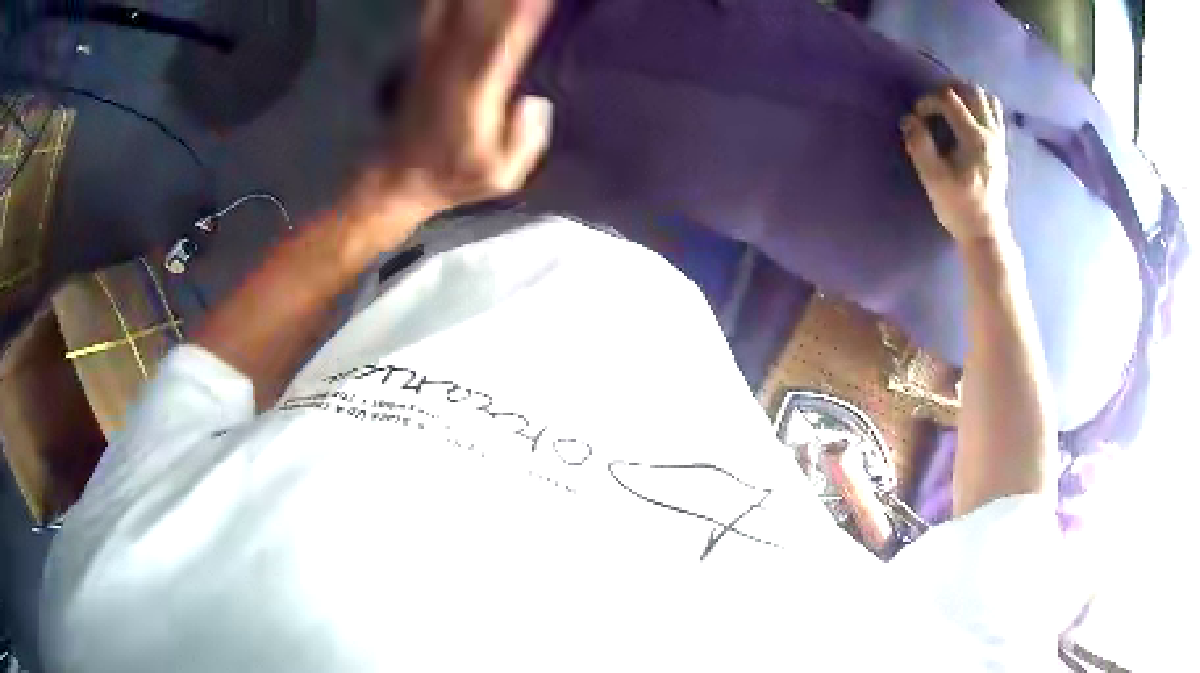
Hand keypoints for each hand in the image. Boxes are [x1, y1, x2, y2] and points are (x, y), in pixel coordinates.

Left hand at [353, 0, 554, 244]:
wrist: (395, 180)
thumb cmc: (452, 180)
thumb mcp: (501, 178)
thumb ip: (526, 142)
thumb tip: (537, 101)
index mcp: (478, 96)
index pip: (508, 43)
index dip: (525, 15)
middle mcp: (456, 70)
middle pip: (485, 20)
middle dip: (507, 0)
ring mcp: (436, 62)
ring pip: (460, 15)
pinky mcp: (424, 60)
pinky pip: (437, 20)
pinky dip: (443, 3)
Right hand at [902, 84, 1009, 244]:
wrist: (985, 232)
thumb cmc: (959, 207)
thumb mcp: (934, 179)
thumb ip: (920, 146)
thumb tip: (909, 119)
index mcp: (975, 139)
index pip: (949, 100)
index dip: (928, 101)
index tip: (918, 117)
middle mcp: (991, 133)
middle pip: (971, 91)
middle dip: (948, 90)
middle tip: (934, 105)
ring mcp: (999, 140)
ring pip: (986, 99)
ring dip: (966, 95)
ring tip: (951, 107)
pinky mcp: (1001, 148)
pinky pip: (995, 113)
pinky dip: (980, 107)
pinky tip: (968, 118)